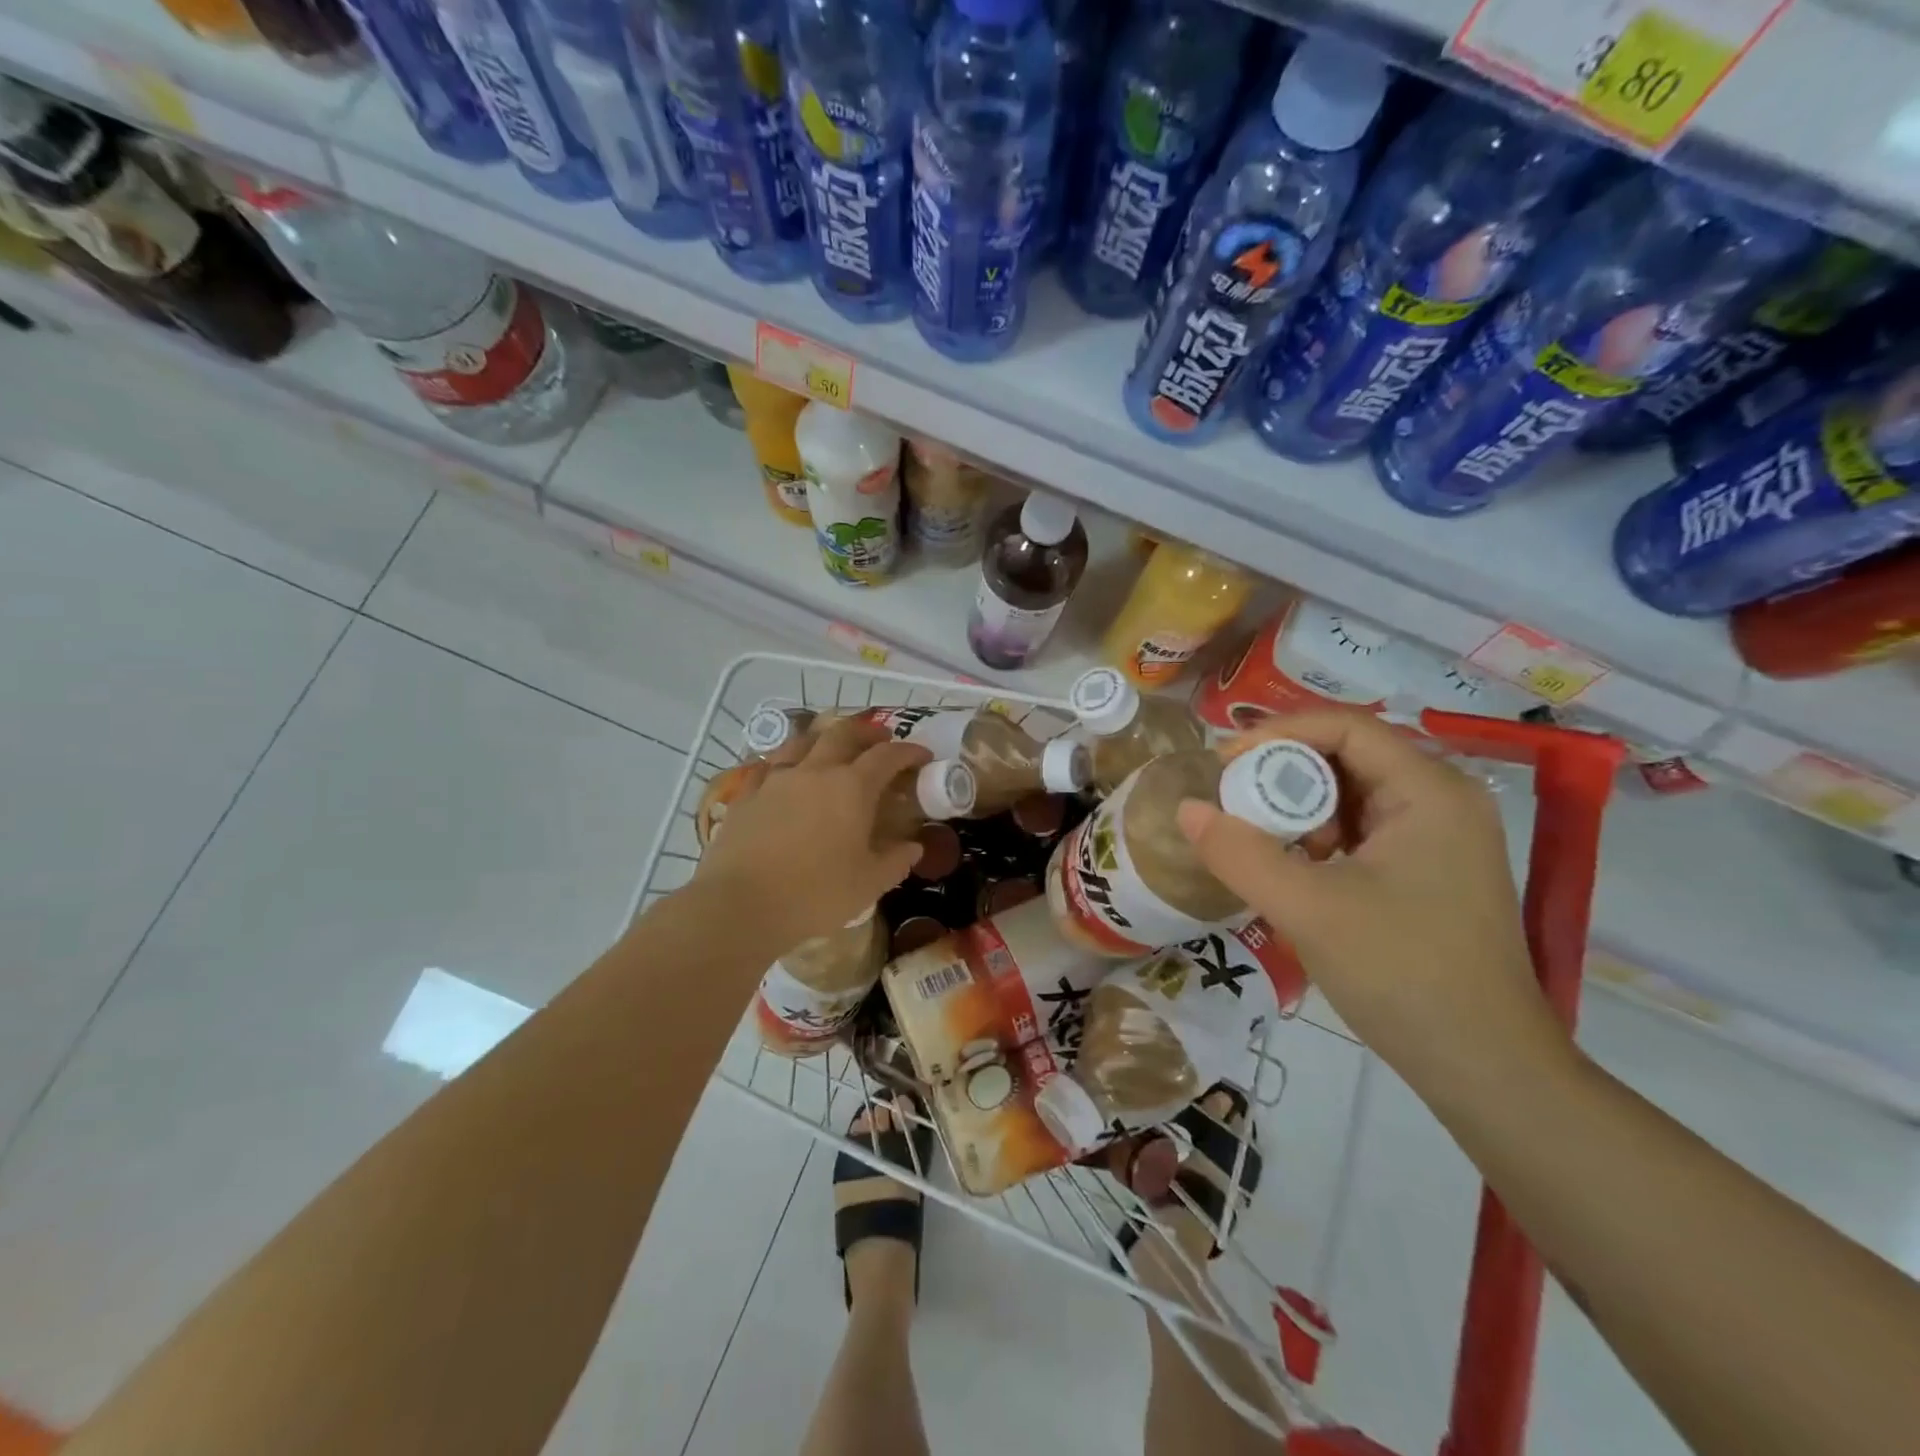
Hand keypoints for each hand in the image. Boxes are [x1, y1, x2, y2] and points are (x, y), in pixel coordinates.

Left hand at [693, 715, 930, 950]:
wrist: (741, 904)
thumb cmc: (815, 894)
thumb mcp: (869, 884)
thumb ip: (896, 861)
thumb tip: (913, 847)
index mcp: (852, 788)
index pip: (887, 756)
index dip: (909, 751)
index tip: (922, 756)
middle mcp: (815, 771)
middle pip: (844, 733)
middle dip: (867, 731)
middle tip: (880, 740)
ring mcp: (777, 779)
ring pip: (803, 740)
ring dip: (825, 737)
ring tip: (832, 747)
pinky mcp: (747, 794)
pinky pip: (770, 766)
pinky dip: (786, 762)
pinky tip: (786, 774)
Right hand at [1176, 711, 1569, 1086]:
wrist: (1486, 1068)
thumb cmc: (1402, 974)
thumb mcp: (1307, 909)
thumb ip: (1240, 854)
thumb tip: (1186, 809)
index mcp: (1429, 791)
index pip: (1345, 726)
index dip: (1277, 733)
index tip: (1223, 763)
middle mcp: (1443, 800)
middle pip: (1349, 755)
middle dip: (1284, 773)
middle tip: (1233, 802)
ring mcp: (1441, 837)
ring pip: (1353, 794)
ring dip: (1300, 808)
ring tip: (1261, 841)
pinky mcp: (1431, 870)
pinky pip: (1364, 829)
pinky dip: (1321, 837)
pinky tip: (1295, 869)